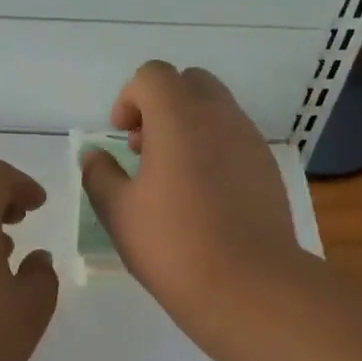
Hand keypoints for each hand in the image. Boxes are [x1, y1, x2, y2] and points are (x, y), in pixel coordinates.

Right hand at [80, 62, 303, 341]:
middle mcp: (220, 116)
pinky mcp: (268, 167)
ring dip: (189, 125)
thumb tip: (93, 155)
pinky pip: (236, 138)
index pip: (153, 75)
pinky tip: (203, 196)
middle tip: (145, 149)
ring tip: (172, 176)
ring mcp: (250, 140)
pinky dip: (213, 148)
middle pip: (190, 82)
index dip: (130, 98)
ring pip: (216, 109)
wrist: (249, 285)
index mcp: (179, 117)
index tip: (121, 135)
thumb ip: (100, 174)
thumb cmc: (173, 245)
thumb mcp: (118, 212)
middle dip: (162, 104)